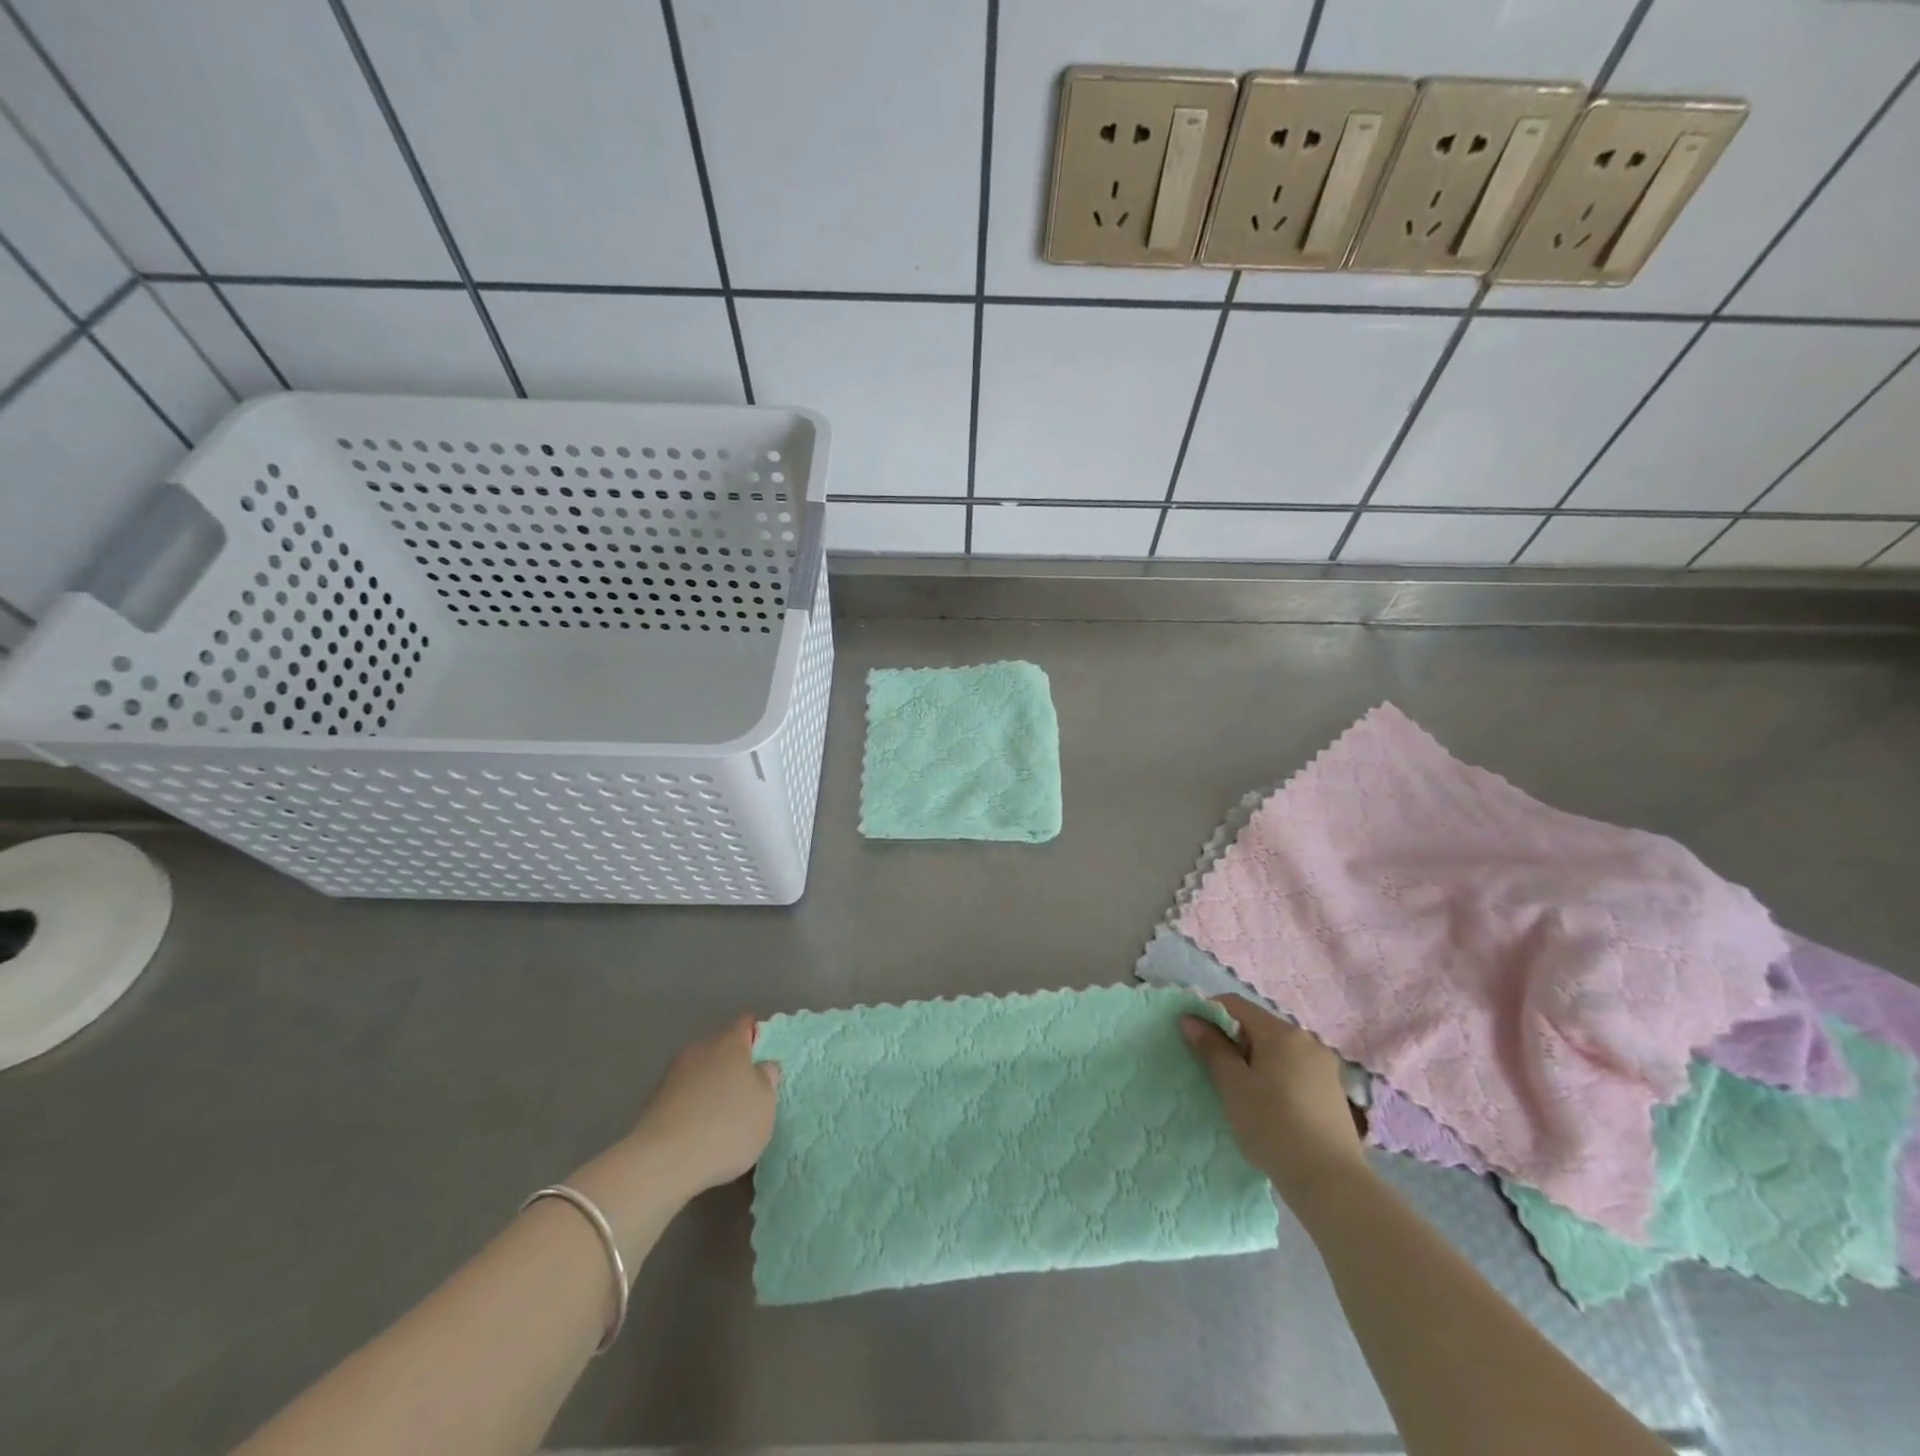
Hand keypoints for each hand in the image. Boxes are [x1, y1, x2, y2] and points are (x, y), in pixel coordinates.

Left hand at [630, 1014, 780, 1196]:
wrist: (663, 1162)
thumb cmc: (727, 1126)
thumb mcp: (765, 1105)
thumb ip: (767, 1080)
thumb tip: (762, 1066)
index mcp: (729, 1042)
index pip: (746, 1023)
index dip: (756, 1037)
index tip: (763, 1061)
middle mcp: (699, 1049)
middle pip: (720, 1048)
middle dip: (731, 1066)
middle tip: (744, 1095)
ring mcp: (671, 1074)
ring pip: (698, 1073)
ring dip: (708, 1088)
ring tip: (718, 1121)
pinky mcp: (651, 1102)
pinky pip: (680, 1097)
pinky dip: (689, 1109)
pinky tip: (695, 1135)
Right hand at [1182, 995, 1369, 1206]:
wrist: (1332, 1183)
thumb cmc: (1273, 1127)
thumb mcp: (1233, 1086)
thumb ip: (1211, 1048)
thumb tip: (1190, 1018)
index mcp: (1281, 1032)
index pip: (1235, 1005)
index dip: (1209, 1014)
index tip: (1192, 1037)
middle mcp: (1307, 1040)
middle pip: (1258, 1026)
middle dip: (1233, 1040)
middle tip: (1215, 1071)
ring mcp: (1325, 1066)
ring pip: (1278, 1049)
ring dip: (1254, 1059)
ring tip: (1242, 1092)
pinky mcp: (1333, 1091)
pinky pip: (1295, 1069)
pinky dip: (1276, 1075)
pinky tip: (1270, 1105)